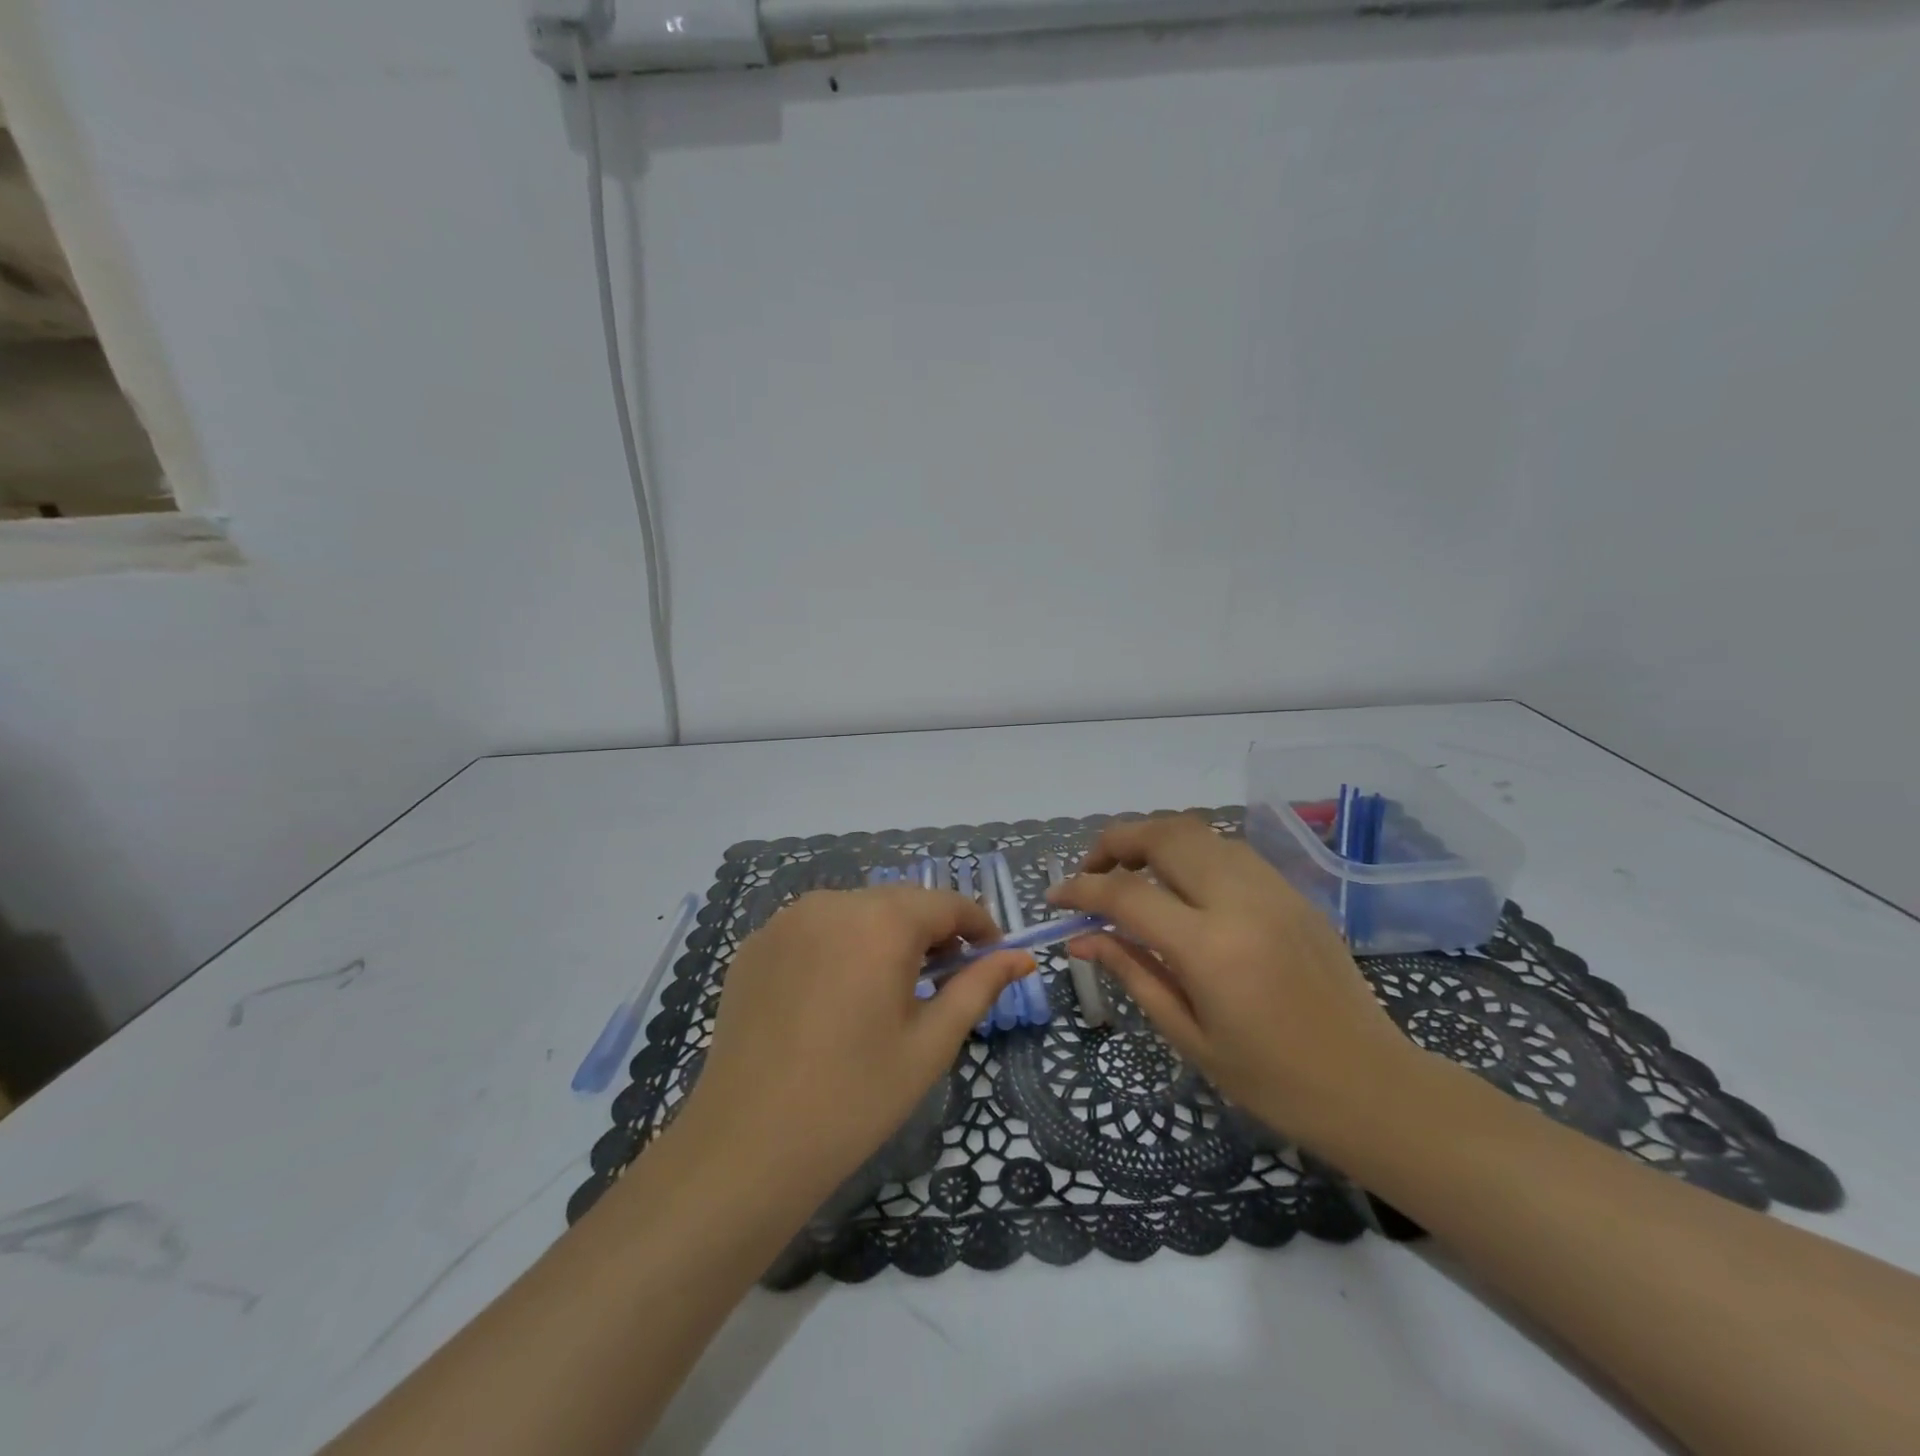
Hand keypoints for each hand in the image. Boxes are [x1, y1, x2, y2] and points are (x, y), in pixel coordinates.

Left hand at [673, 887, 1032, 1203]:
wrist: (746, 1145)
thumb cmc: (855, 1097)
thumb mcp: (931, 1043)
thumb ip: (979, 987)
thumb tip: (1023, 958)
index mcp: (881, 921)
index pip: (947, 903)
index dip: (978, 925)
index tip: (993, 956)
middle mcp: (832, 903)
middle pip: (900, 902)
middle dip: (931, 931)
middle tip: (945, 979)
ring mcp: (786, 920)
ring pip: (856, 912)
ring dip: (883, 936)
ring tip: (889, 989)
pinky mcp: (755, 945)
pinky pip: (814, 929)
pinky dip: (839, 947)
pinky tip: (834, 997)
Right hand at [1047, 815, 1423, 1146]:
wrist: (1372, 1087)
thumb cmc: (1272, 1081)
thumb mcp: (1189, 1036)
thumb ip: (1131, 972)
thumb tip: (1080, 937)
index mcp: (1210, 948)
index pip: (1126, 894)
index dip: (1081, 889)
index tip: (1056, 898)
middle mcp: (1240, 901)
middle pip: (1164, 835)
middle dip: (1115, 841)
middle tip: (1091, 872)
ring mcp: (1272, 889)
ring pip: (1198, 832)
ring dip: (1153, 839)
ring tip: (1130, 873)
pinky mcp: (1292, 891)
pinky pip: (1228, 850)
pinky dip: (1190, 852)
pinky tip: (1180, 885)